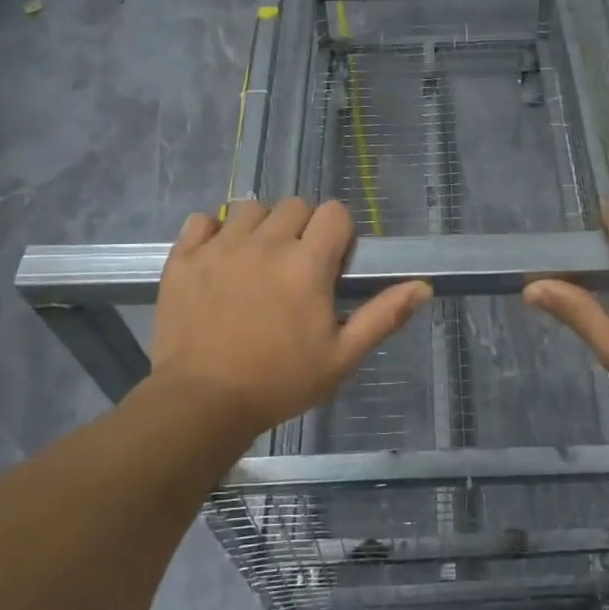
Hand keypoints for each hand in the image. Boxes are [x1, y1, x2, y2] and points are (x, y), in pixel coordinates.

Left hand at [151, 199, 430, 434]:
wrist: (201, 405)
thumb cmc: (280, 382)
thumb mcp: (342, 357)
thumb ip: (384, 316)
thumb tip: (424, 286)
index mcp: (307, 263)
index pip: (334, 212)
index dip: (338, 234)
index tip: (331, 264)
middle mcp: (265, 243)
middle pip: (294, 205)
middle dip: (302, 228)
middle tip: (296, 268)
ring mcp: (220, 247)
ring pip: (250, 209)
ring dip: (260, 227)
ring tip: (257, 262)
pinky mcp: (184, 258)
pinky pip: (201, 221)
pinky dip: (213, 233)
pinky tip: (218, 260)